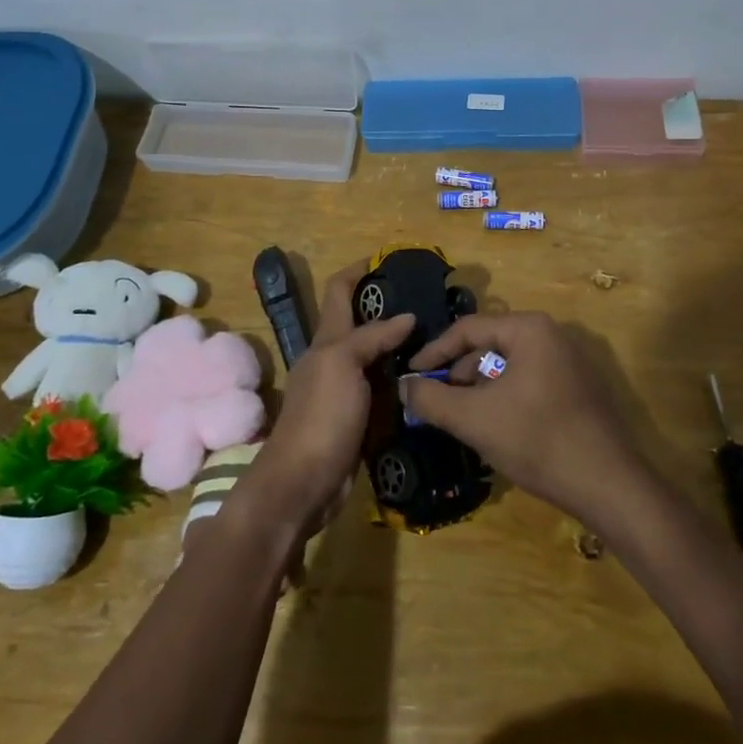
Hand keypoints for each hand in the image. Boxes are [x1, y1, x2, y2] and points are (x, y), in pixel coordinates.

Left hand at [236, 263, 412, 531]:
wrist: (302, 483)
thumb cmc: (320, 416)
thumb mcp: (343, 364)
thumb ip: (372, 337)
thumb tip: (407, 316)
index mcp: (327, 340)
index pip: (339, 291)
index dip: (358, 270)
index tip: (389, 260)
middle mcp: (335, 360)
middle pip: (363, 324)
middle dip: (391, 310)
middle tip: (433, 305)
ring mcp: (347, 392)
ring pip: (379, 359)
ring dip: (403, 349)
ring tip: (440, 341)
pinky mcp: (359, 421)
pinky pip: (386, 393)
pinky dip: (405, 384)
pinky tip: (429, 383)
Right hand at [401, 312, 654, 529]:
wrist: (610, 486)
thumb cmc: (538, 440)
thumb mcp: (474, 419)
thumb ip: (431, 399)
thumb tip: (404, 386)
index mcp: (529, 329)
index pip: (467, 329)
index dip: (434, 353)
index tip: (411, 377)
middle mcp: (552, 335)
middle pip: (489, 346)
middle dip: (458, 375)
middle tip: (435, 404)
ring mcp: (570, 362)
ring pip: (509, 367)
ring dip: (480, 390)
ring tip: (462, 420)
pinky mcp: (579, 389)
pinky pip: (530, 382)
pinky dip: (505, 399)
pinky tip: (496, 429)